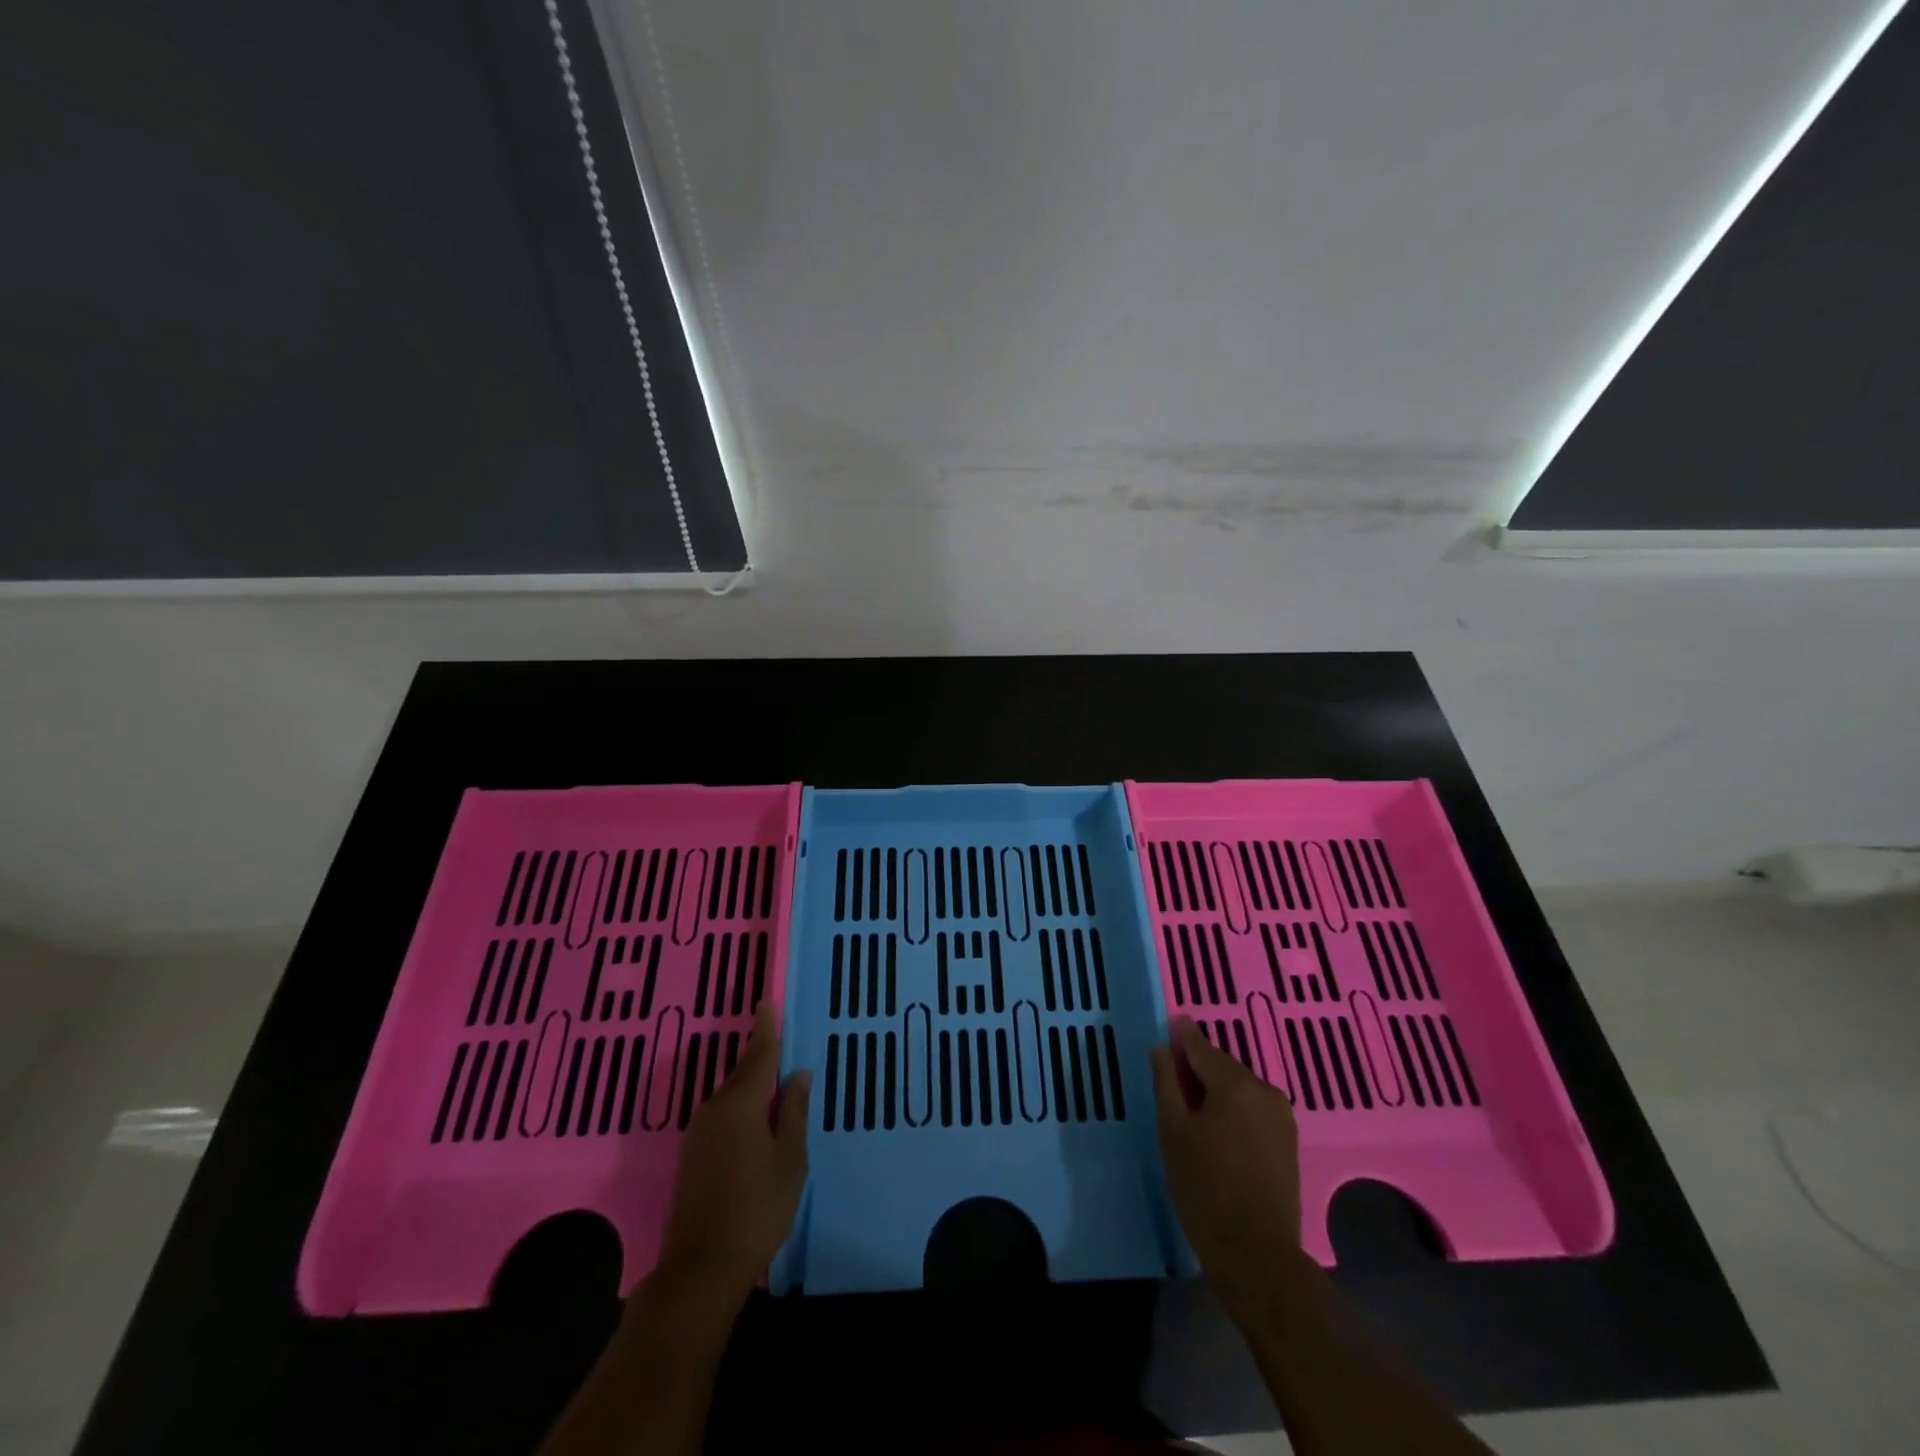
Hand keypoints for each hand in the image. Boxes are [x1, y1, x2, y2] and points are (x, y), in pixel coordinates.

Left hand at [657, 1000, 810, 1302]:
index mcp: (741, 1104)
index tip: (766, 1001)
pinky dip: (742, 1108)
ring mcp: (699, 1134)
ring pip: (732, 1096)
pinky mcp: (692, 1157)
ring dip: (752, 1085)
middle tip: (780, 1040)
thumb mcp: (790, 1160)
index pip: (758, 1054)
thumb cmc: (757, 1209)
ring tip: (776, 1081)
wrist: (700, 1269)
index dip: (766, 1028)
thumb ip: (794, 1112)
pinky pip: (723, 1116)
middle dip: (761, 1056)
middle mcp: (715, 1109)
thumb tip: (798, 1074)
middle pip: (743, 1073)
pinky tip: (756, 1119)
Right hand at [1151, 1014, 1302, 1306]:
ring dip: (1215, 1088)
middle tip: (1170, 1076)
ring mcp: (1281, 1116)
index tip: (1169, 1022)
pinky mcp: (1287, 1140)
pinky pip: (1252, 1107)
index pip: (1201, 1046)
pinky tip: (1215, 1125)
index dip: (1181, 1035)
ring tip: (1189, 1105)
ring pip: (1239, 1087)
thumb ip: (1166, 1082)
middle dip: (1197, 1066)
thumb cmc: (1204, 1188)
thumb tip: (1161, 1048)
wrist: (1257, 1255)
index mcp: (1235, 1084)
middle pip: (1222, 1065)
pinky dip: (1232, 1107)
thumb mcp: (1172, 1131)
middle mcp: (1264, 1090)